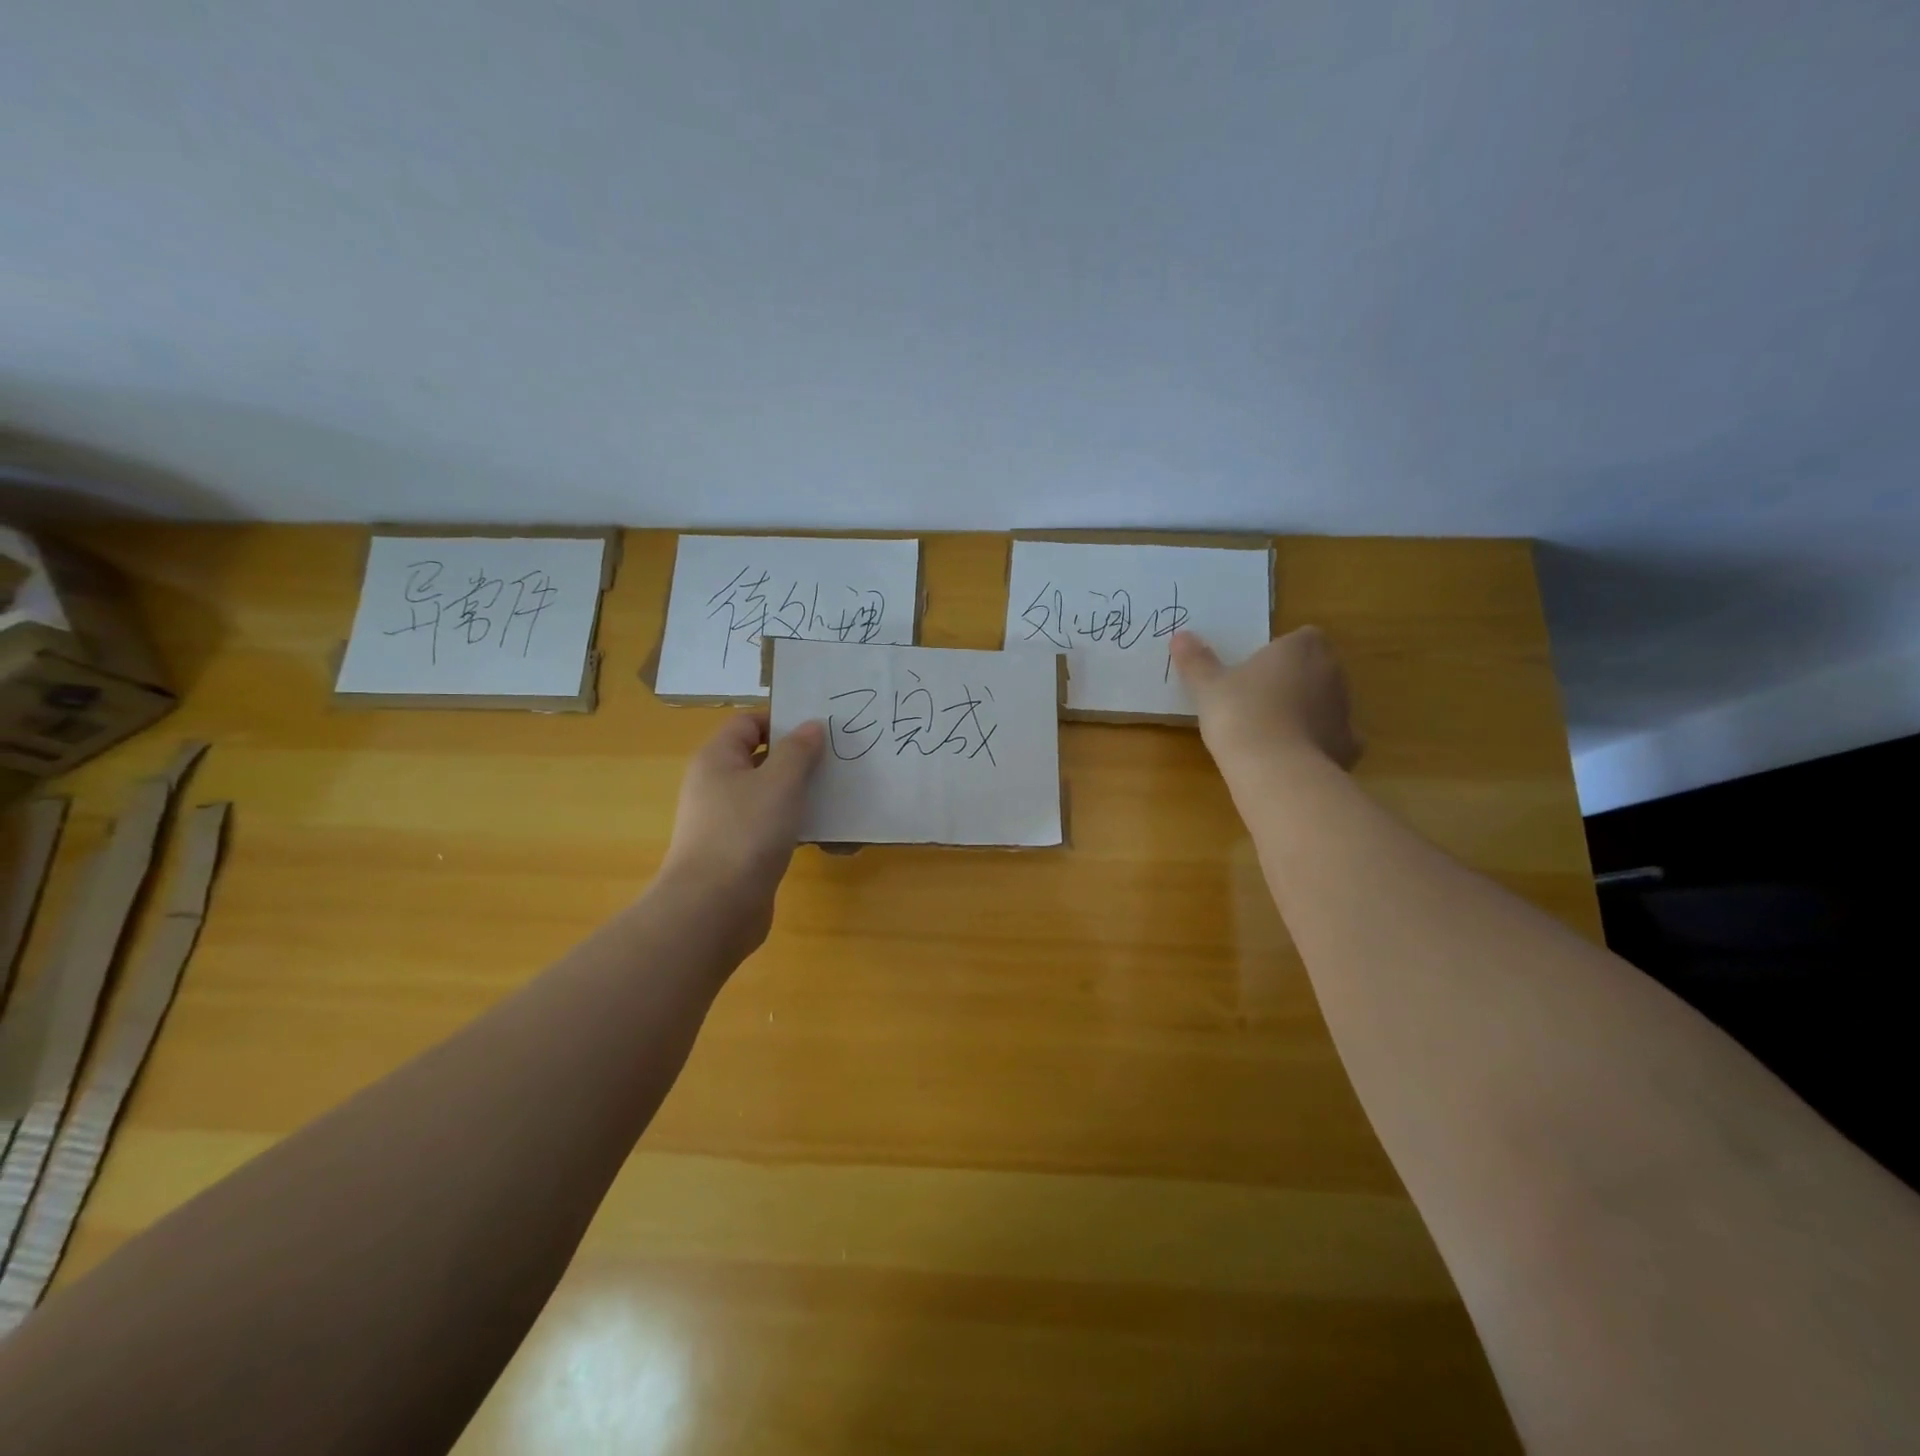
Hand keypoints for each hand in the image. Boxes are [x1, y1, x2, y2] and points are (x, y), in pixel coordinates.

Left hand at [659, 713, 824, 943]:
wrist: (714, 908)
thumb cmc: (746, 832)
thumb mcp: (780, 782)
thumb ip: (798, 750)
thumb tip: (810, 726)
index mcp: (717, 759)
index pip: (748, 723)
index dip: (782, 720)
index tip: (821, 729)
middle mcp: (718, 786)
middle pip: (762, 760)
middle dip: (801, 760)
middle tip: (840, 760)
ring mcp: (728, 822)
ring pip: (772, 797)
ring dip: (804, 796)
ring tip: (842, 797)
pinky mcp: (741, 853)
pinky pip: (774, 829)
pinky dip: (799, 828)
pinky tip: (829, 836)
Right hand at [1172, 627, 1362, 772]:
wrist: (1274, 769)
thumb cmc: (1240, 713)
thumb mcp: (1208, 686)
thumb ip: (1196, 661)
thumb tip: (1180, 636)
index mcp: (1300, 648)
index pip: (1304, 636)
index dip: (1284, 650)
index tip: (1260, 667)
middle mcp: (1331, 672)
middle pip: (1319, 667)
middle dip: (1297, 678)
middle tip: (1262, 697)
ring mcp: (1345, 710)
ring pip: (1329, 702)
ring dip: (1309, 710)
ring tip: (1274, 729)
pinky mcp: (1349, 745)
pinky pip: (1336, 738)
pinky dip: (1321, 743)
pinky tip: (1296, 755)